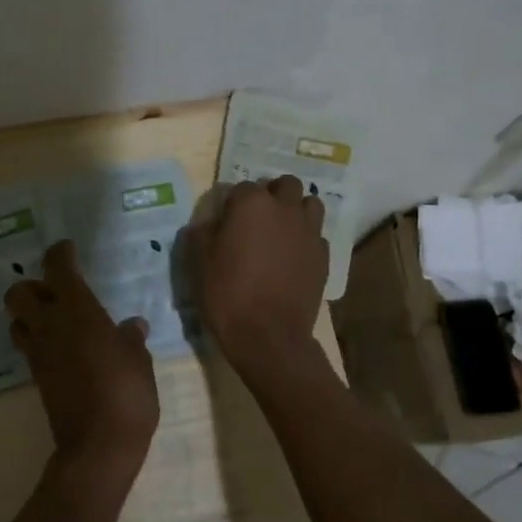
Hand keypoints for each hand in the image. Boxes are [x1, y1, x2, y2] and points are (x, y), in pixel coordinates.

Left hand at [6, 241, 159, 481]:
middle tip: (56, 291)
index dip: (60, 254)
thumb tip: (132, 325)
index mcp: (77, 311)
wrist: (99, 446)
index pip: (58, 269)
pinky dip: (37, 340)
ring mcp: (39, 354)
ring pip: (17, 321)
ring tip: (55, 319)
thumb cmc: (126, 393)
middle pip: (18, 293)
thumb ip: (131, 338)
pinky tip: (62, 347)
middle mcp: (50, 326)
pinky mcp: (37, 378)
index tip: (67, 249)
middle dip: (32, 286)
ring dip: (29, 315)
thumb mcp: (138, 361)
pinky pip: (28, 347)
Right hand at [189, 176, 328, 369]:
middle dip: (272, 195)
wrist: (268, 336)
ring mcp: (309, 231)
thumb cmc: (227, 294)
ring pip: (309, 204)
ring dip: (296, 210)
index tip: (224, 223)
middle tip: (256, 220)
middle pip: (285, 185)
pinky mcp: (323, 256)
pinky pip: (316, 235)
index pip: (241, 187)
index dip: (231, 203)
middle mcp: (285, 209)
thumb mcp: (198, 261)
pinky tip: (292, 258)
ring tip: (281, 232)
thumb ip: (202, 232)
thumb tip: (210, 222)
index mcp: (252, 204)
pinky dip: (305, 239)